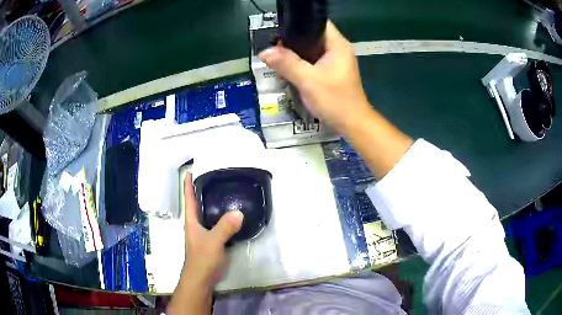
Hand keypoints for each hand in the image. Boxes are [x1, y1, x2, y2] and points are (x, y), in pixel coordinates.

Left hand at [182, 173, 243, 288]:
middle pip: (198, 204)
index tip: (190, 170)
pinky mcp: (212, 242)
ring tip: (225, 192)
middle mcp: (196, 225)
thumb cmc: (202, 259)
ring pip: (208, 215)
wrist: (202, 279)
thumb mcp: (213, 242)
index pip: (189, 199)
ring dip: (214, 204)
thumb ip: (225, 227)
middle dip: (203, 191)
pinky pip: (217, 225)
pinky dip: (223, 217)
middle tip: (214, 178)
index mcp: (192, 221)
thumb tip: (239, 211)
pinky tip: (232, 216)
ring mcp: (204, 234)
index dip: (188, 185)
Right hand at [258, 21, 369, 132]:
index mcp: (337, 45)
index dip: (299, 23)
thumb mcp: (308, 80)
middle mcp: (338, 49)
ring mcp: (336, 61)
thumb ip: (286, 63)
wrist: (352, 124)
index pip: (318, 23)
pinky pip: (313, 62)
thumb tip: (264, 52)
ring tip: (277, 58)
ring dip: (295, 53)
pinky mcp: (332, 72)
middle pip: (312, 36)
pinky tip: (288, 69)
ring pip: (311, 50)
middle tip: (274, 47)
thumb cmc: (335, 100)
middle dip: (293, 40)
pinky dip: (301, 64)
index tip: (280, 30)